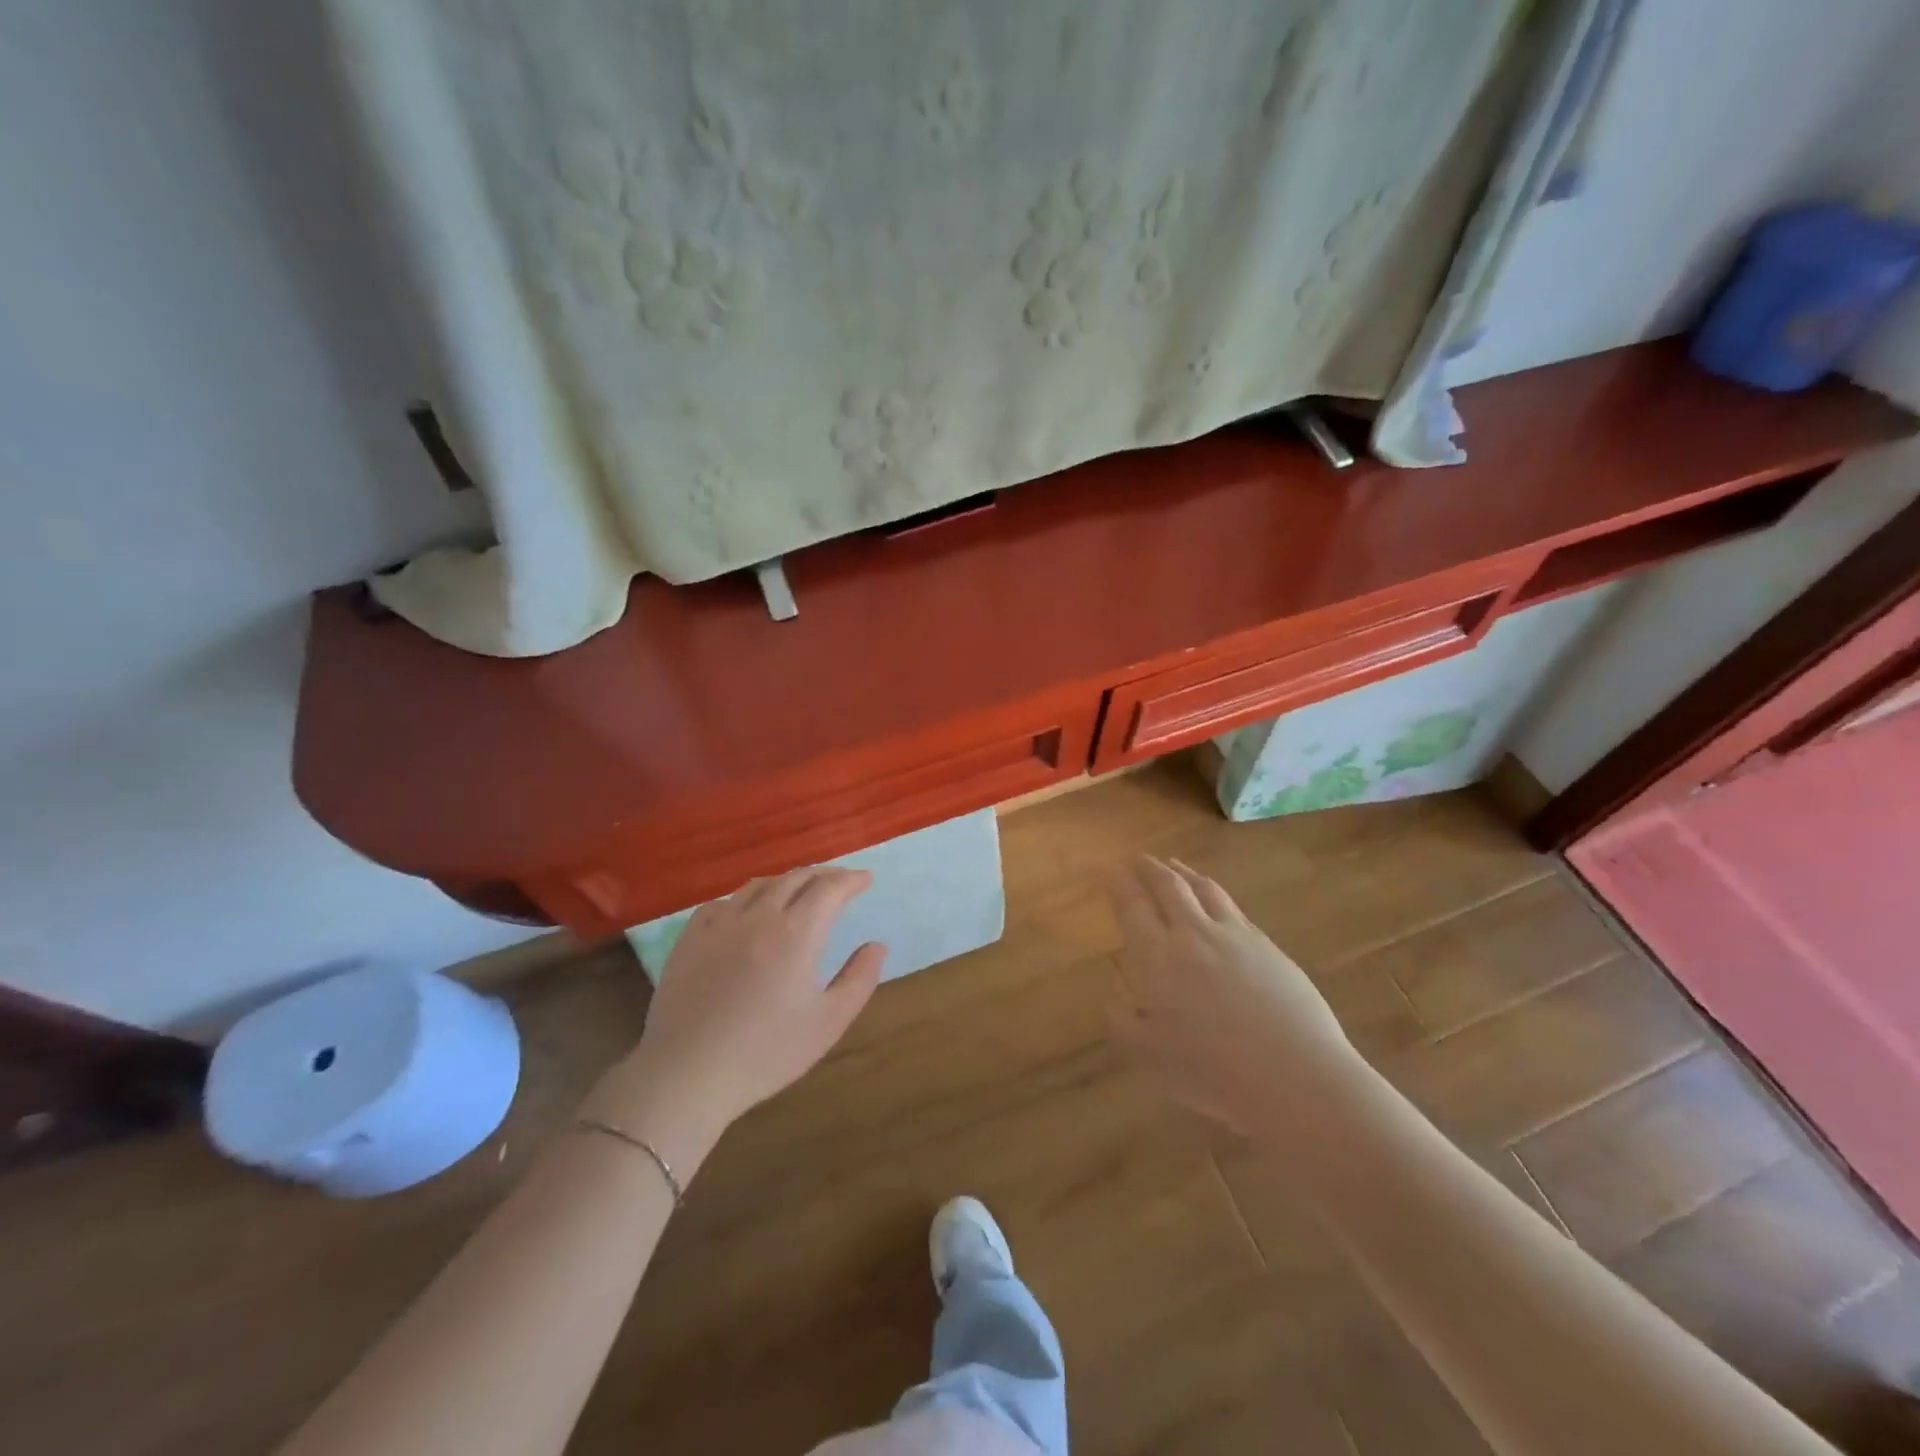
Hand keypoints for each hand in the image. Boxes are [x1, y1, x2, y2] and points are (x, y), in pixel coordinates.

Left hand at [585, 867, 885, 1175]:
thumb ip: (859, 979)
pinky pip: (723, 903)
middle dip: (823, 874)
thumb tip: (876, 946)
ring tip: (799, 892)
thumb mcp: (829, 1022)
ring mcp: (720, 924)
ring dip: (786, 882)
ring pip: (759, 885)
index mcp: (797, 932)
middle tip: (840, 882)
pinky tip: (747, 913)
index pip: (829, 888)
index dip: (851, 879)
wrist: (688, 1073)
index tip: (865, 880)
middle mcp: (759, 916)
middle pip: (796, 878)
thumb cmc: (767, 1052)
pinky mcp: (690, 938)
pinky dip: (746, 899)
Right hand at [1105, 856, 1363, 1135]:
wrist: (1296, 1076)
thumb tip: (1114, 1002)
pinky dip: (1215, 894)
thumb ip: (1124, 1025)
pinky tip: (1217, 903)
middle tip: (1137, 859)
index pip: (1132, 904)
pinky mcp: (1269, 947)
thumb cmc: (1212, 1071)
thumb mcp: (1150, 1057)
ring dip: (1184, 873)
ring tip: (1174, 866)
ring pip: (1205, 889)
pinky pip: (1234, 908)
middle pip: (1169, 886)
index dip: (1116, 882)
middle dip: (1149, 868)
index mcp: (1158, 956)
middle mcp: (1194, 934)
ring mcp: (1236, 936)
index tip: (1105, 866)